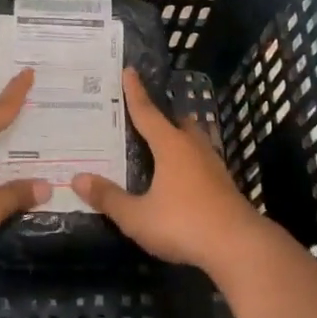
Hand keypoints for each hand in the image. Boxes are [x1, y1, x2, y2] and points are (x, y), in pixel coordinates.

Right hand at [72, 69, 271, 272]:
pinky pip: (201, 160)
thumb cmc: (183, 224)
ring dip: (178, 137)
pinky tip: (182, 175)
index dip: (135, 92)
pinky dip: (188, 160)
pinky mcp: (224, 184)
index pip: (146, 112)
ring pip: (193, 140)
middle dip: (161, 116)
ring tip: (162, 143)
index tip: (129, 71)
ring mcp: (213, 165)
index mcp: (170, 146)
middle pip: (176, 122)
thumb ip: (108, 197)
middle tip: (143, 115)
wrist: (238, 246)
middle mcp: (193, 147)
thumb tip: (78, 178)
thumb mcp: (137, 216)